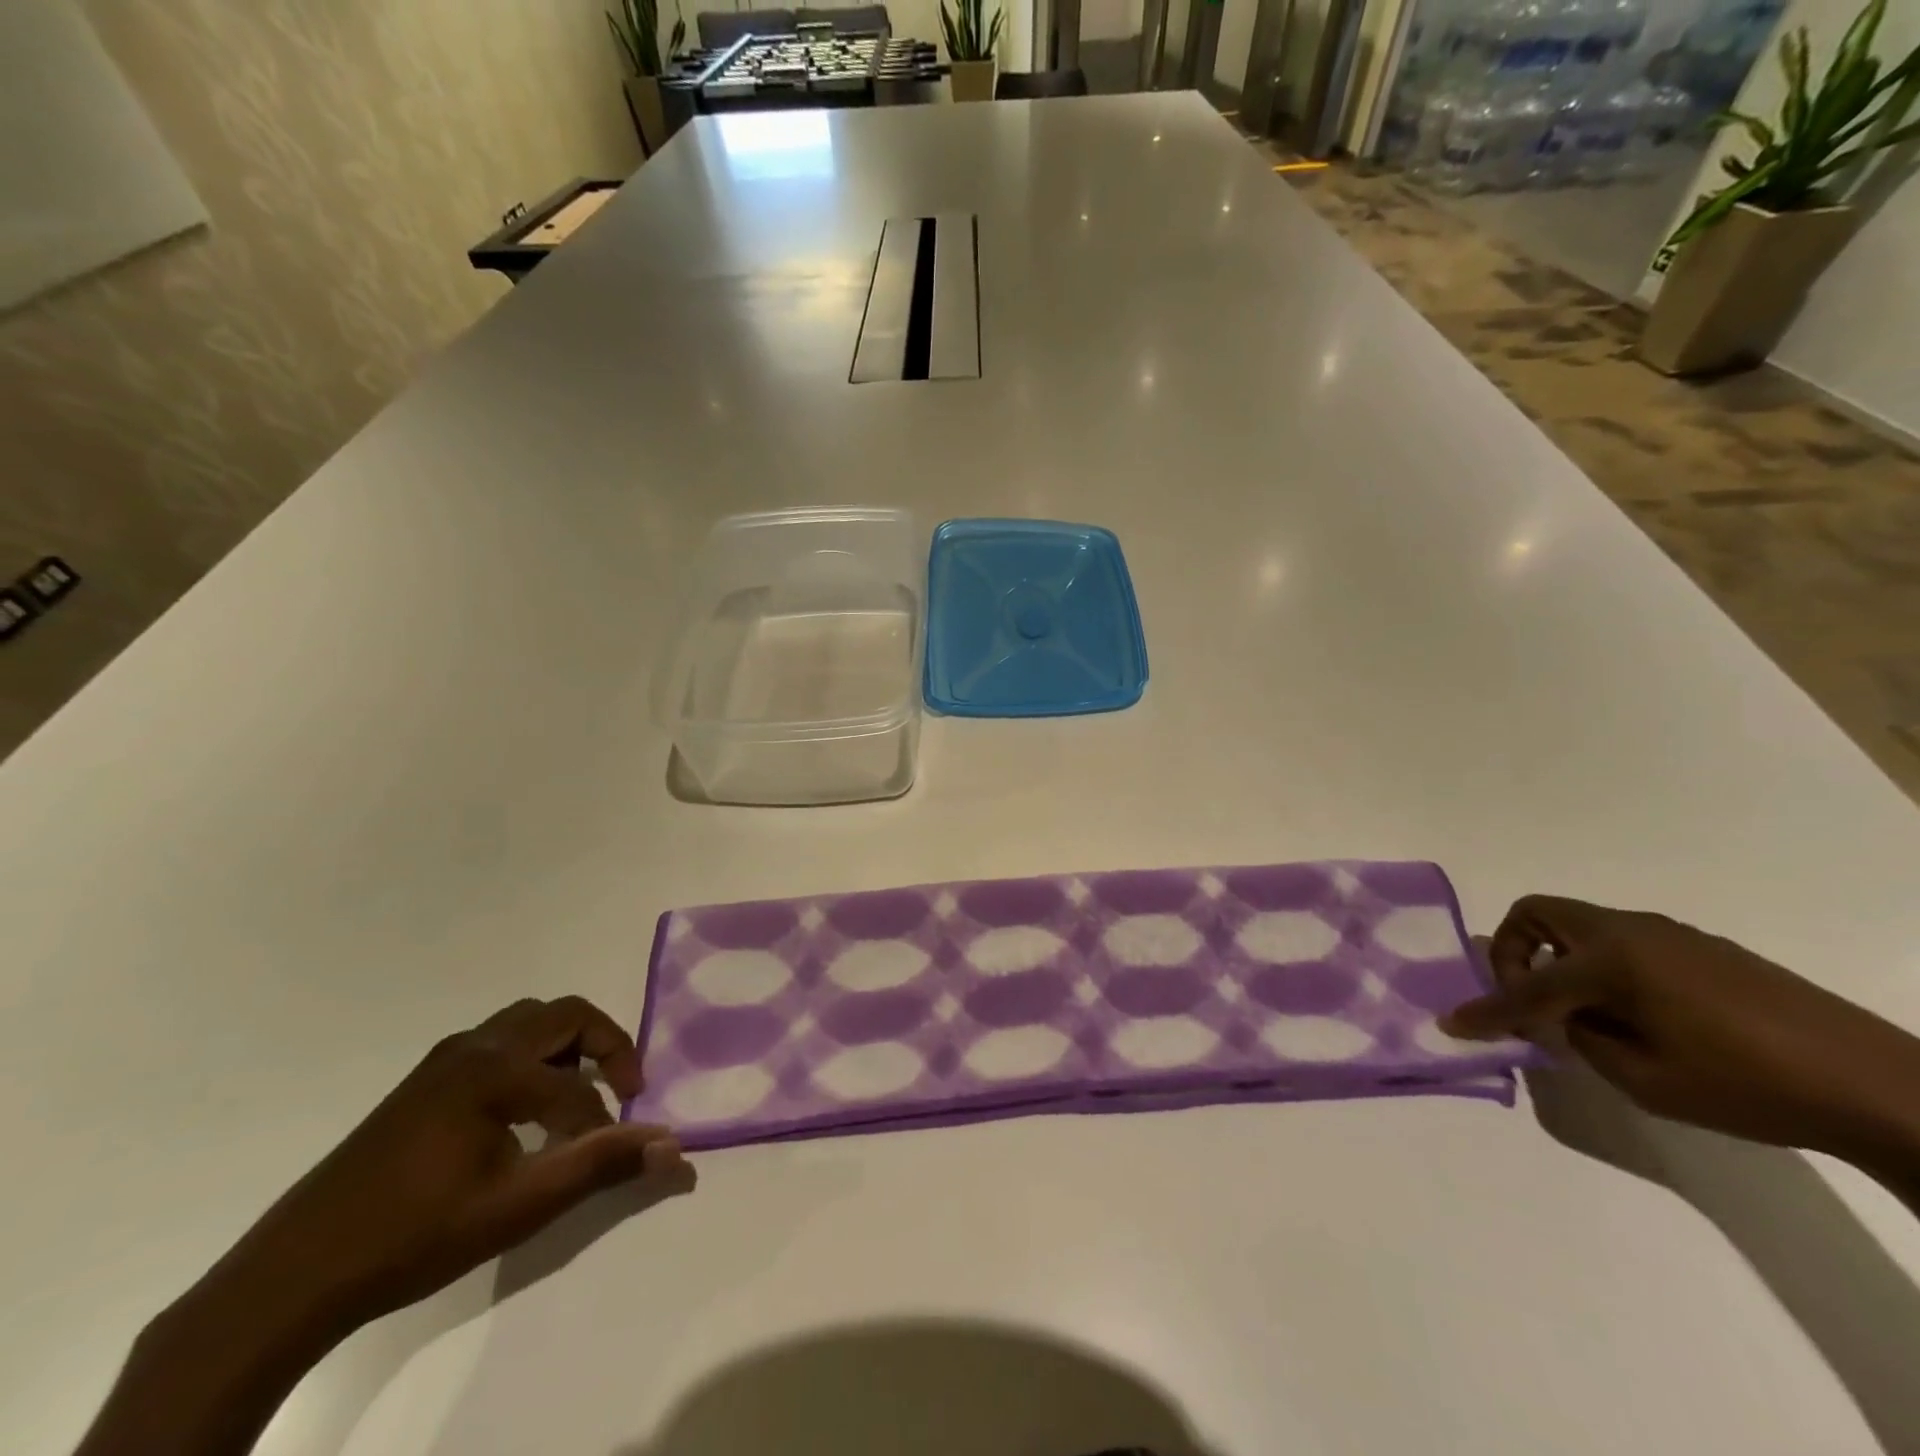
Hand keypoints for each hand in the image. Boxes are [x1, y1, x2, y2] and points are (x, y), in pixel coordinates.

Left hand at [77, 997, 691, 1455]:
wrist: (292, 1276)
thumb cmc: (415, 1235)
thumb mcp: (518, 1206)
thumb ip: (601, 1165)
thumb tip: (675, 1146)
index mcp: (494, 1069)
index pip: (578, 1083)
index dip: (608, 1118)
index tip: (618, 1152)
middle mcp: (473, 1047)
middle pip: (563, 1015)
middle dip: (604, 1045)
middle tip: (622, 1089)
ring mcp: (444, 1060)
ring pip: (528, 1024)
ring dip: (567, 1047)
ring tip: (577, 1097)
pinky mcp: (424, 1081)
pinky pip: (499, 1043)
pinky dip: (533, 1058)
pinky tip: (523, 1112)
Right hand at [1442, 896, 1919, 1168]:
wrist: (1879, 1085)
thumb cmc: (1749, 1086)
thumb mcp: (1645, 1079)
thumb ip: (1583, 1039)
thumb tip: (1568, 1018)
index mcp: (1610, 960)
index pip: (1525, 986)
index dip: (1485, 1009)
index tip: (1452, 1023)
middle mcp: (1628, 931)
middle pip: (1537, 914)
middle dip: (1511, 950)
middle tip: (1523, 996)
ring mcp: (1665, 933)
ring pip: (1578, 925)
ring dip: (1557, 957)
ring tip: (1580, 1012)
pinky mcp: (1697, 946)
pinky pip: (1619, 941)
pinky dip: (1597, 964)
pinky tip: (1632, 1011)